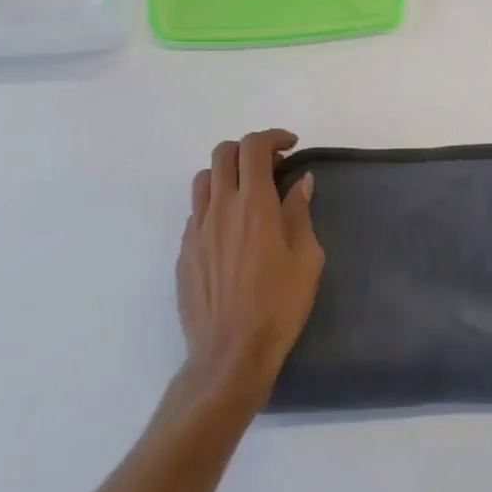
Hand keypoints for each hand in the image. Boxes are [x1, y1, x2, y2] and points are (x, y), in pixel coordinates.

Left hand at [176, 129, 324, 399]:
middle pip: (223, 154)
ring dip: (227, 174)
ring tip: (248, 193)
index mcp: (254, 205)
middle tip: (272, 166)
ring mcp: (196, 230)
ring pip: (203, 180)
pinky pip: (196, 212)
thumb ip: (300, 213)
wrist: (231, 353)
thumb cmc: (279, 305)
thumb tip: (301, 182)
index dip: (272, 137)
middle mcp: (220, 208)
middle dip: (249, 149)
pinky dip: (215, 205)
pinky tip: (232, 230)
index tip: (291, 147)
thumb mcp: (307, 258)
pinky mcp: (184, 252)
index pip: (253, 148)